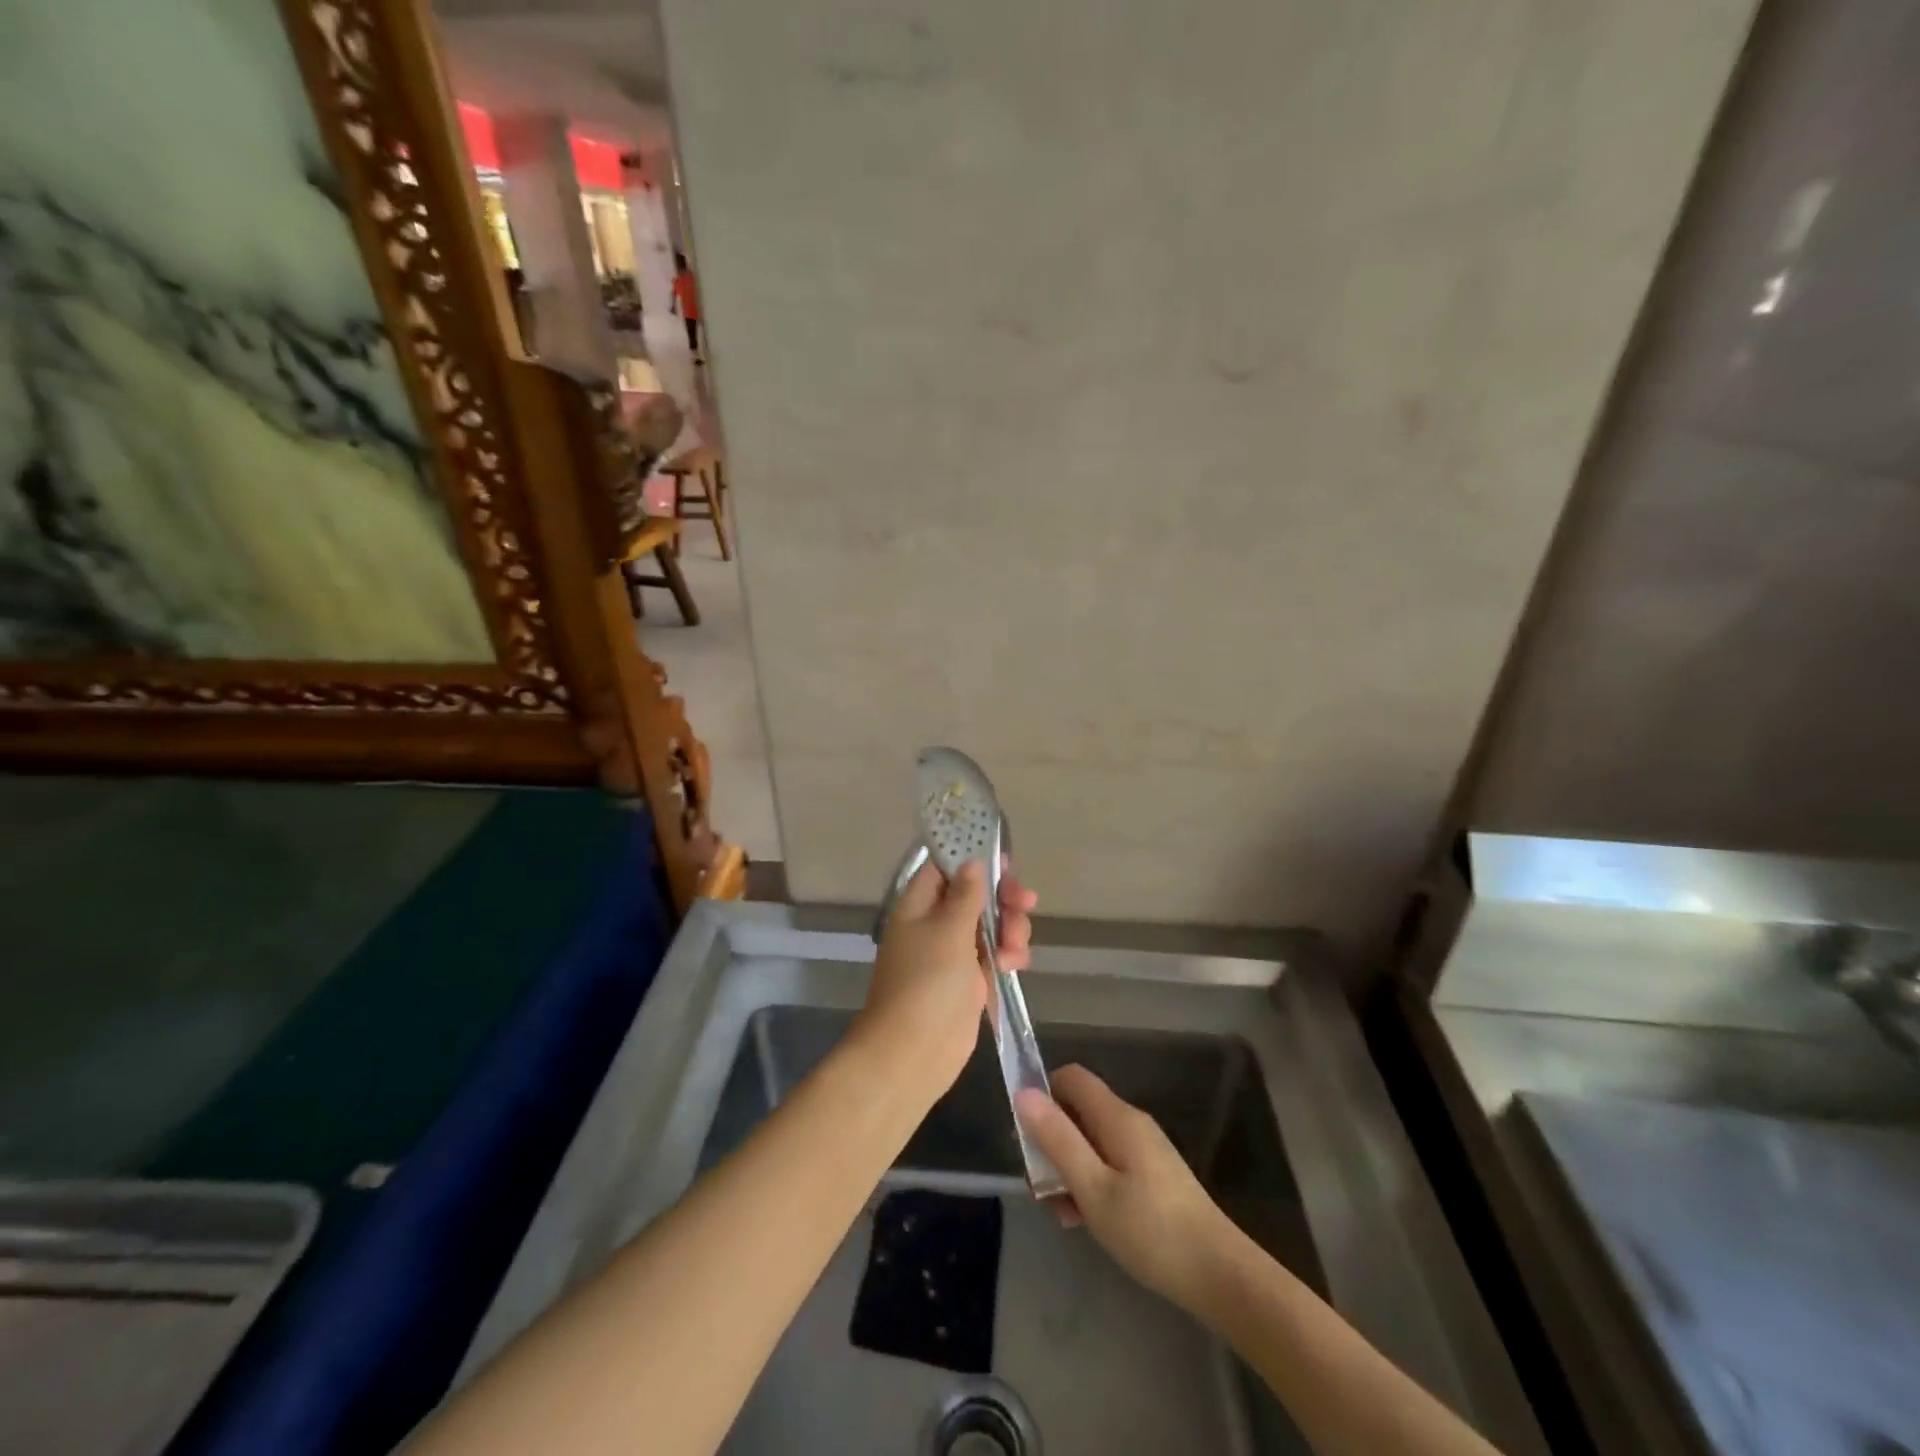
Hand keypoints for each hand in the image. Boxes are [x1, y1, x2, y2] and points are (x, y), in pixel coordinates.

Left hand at [853, 859, 1036, 1103]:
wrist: (913, 1053)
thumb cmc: (926, 983)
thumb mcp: (948, 931)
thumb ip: (965, 895)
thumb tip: (972, 862)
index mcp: (918, 905)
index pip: (944, 868)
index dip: (973, 859)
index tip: (1005, 861)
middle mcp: (934, 924)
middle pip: (975, 895)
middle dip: (1003, 898)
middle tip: (1025, 902)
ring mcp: (953, 953)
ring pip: (991, 924)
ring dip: (1010, 929)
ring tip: (1014, 949)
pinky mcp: (970, 980)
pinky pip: (995, 954)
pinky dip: (1008, 954)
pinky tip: (1014, 965)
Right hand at [1016, 1066, 1240, 1311]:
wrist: (1219, 1275)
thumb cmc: (1149, 1230)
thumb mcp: (1092, 1187)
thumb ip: (1057, 1139)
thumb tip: (1023, 1092)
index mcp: (1117, 1116)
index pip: (1071, 1077)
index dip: (1043, 1094)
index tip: (1026, 1134)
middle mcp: (1131, 1122)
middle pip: (1079, 1111)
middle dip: (1053, 1141)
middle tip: (1040, 1187)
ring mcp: (1145, 1150)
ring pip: (1093, 1142)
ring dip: (1070, 1169)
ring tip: (1063, 1214)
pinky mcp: (1154, 1176)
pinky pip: (1110, 1163)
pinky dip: (1092, 1183)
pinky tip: (1088, 1221)